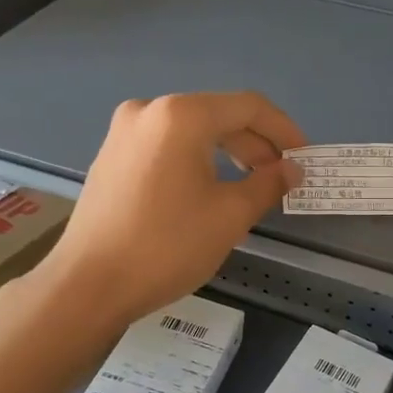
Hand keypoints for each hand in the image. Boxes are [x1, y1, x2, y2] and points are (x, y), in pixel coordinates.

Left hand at [34, 91, 303, 331]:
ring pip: (192, 130)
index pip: (248, 107)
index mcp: (181, 116)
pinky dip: (197, 159)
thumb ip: (268, 184)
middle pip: (218, 115)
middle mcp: (150, 111)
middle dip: (256, 144)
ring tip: (251, 184)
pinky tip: (209, 188)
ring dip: (228, 152)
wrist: (88, 285)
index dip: (284, 130)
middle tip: (280, 176)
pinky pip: (167, 145)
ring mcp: (124, 132)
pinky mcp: (111, 156)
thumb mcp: (230, 215)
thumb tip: (291, 169)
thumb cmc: (167, 246)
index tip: (304, 157)